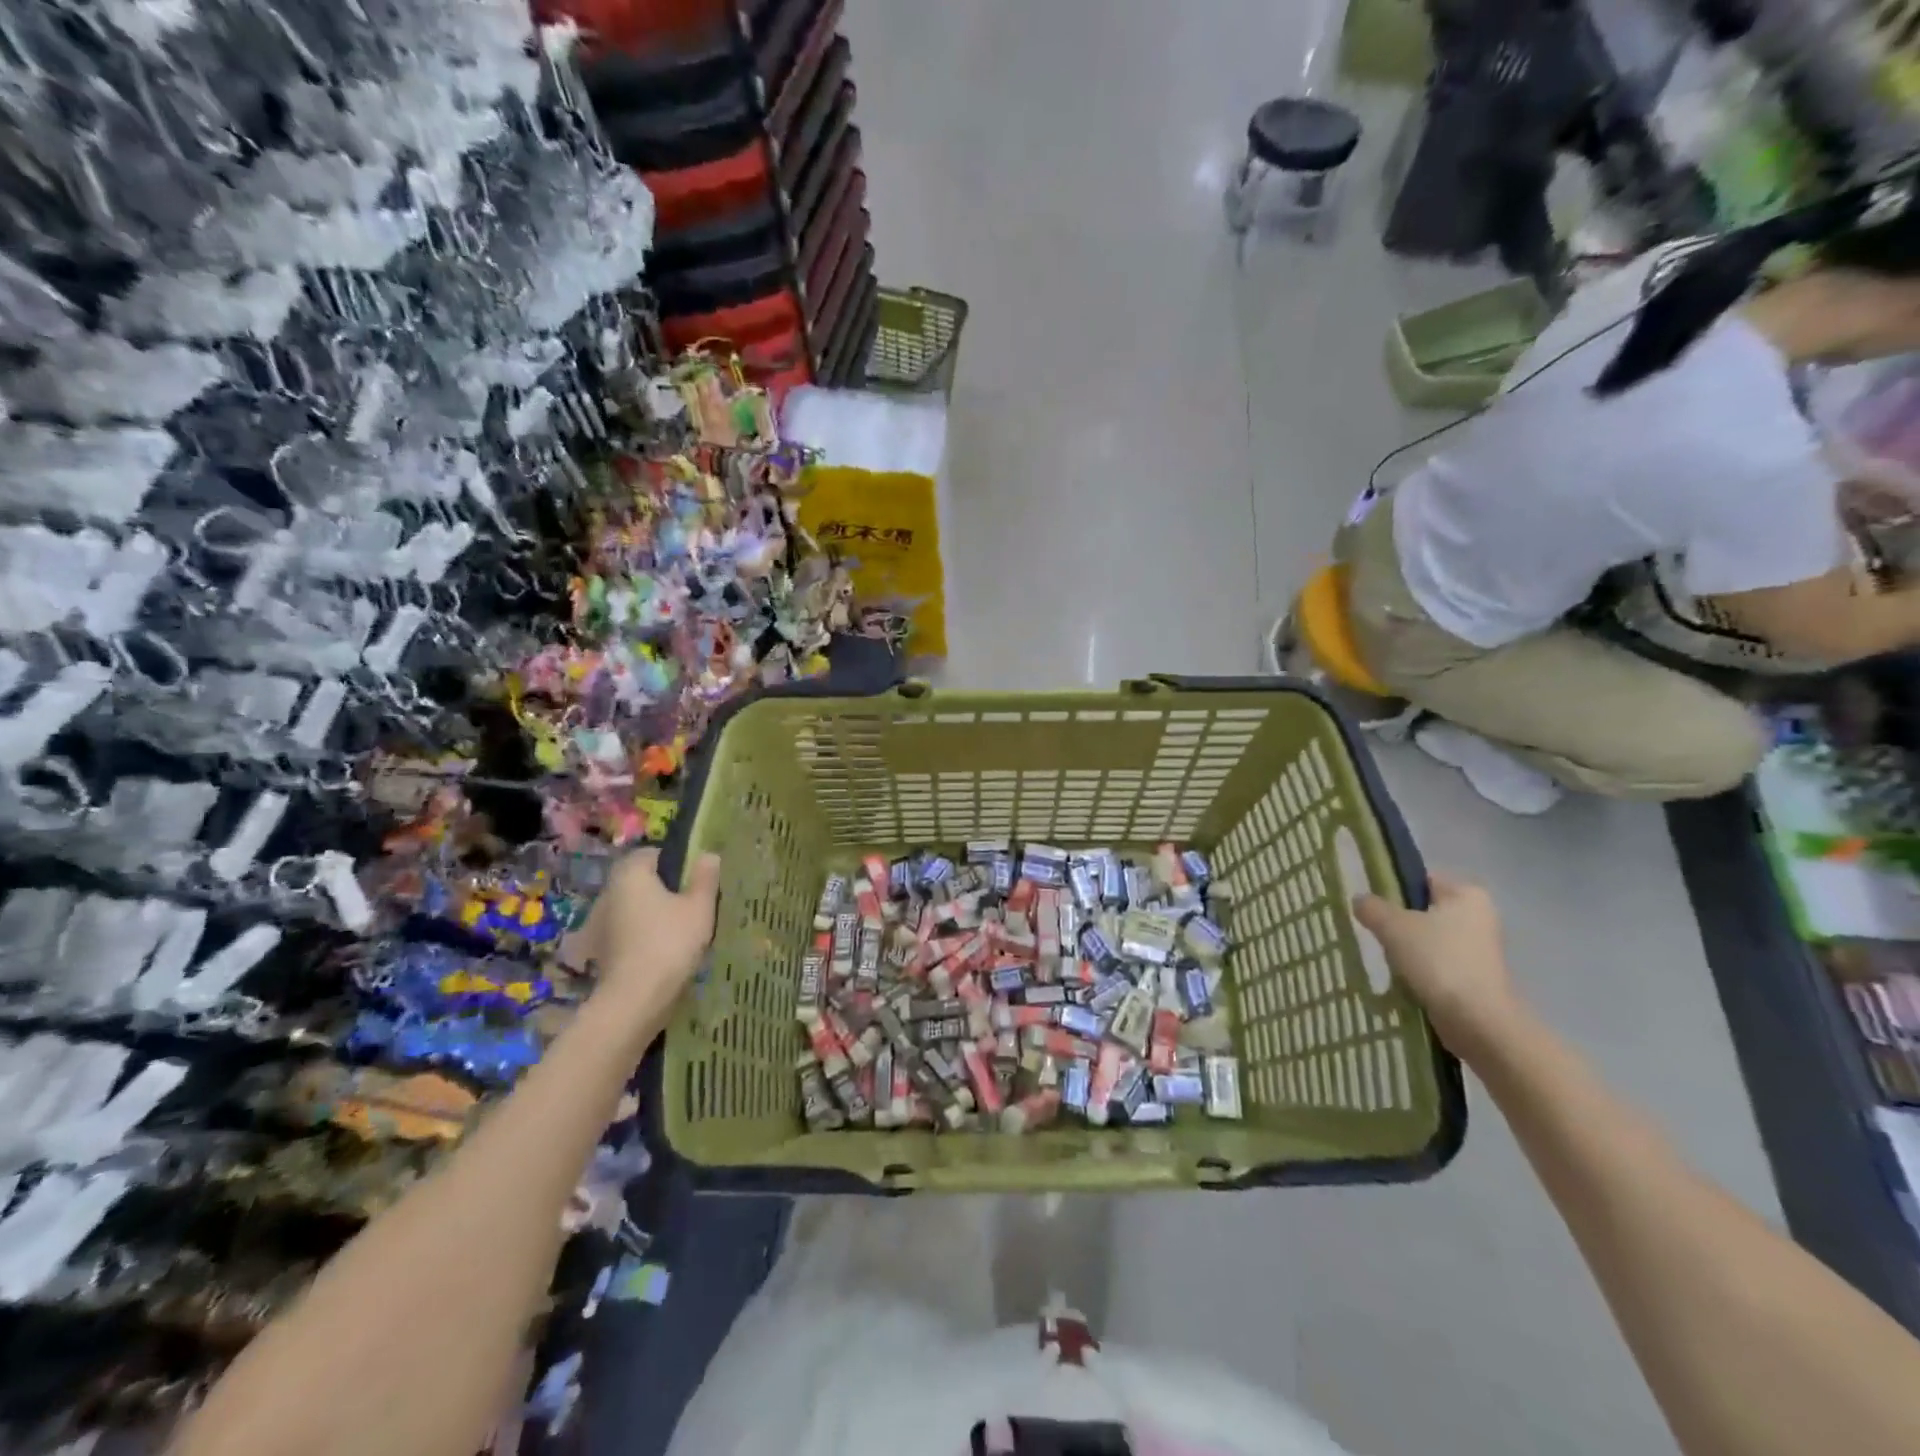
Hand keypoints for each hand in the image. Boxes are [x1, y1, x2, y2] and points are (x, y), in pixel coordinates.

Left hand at [579, 848, 721, 1016]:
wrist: (634, 1000)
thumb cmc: (670, 942)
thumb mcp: (699, 907)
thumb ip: (705, 878)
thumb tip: (708, 855)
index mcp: (630, 874)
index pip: (652, 854)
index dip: (676, 862)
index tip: (696, 879)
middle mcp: (609, 892)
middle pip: (641, 881)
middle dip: (664, 889)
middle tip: (693, 904)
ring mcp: (600, 923)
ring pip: (634, 908)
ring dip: (653, 914)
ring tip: (682, 931)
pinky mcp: (601, 950)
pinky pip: (627, 932)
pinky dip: (643, 936)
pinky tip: (664, 951)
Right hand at [1353, 873, 1524, 1057]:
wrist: (1477, 1020)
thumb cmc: (1438, 960)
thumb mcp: (1393, 926)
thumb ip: (1372, 907)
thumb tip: (1360, 900)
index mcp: (1466, 894)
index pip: (1421, 879)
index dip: (1392, 888)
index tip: (1369, 904)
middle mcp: (1479, 916)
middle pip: (1424, 910)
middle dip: (1398, 921)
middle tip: (1372, 931)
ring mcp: (1479, 949)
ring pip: (1428, 938)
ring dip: (1406, 947)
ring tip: (1384, 957)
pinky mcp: (1475, 976)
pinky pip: (1437, 962)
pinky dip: (1419, 968)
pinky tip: (1401, 978)